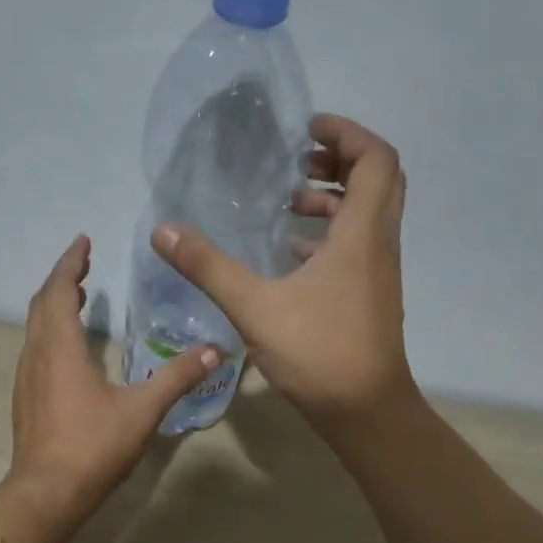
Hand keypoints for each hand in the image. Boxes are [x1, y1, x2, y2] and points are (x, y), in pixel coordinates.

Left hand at [8, 235, 218, 519]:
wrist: (46, 493)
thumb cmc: (92, 446)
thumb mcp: (142, 410)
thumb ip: (177, 378)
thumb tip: (214, 351)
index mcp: (60, 348)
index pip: (59, 291)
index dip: (70, 263)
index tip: (83, 241)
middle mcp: (37, 355)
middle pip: (43, 304)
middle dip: (63, 279)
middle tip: (84, 264)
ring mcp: (26, 379)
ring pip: (36, 328)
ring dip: (55, 306)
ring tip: (79, 297)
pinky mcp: (26, 399)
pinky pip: (35, 349)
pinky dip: (51, 332)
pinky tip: (70, 349)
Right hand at [151, 113, 413, 428]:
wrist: (364, 410)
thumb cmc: (318, 352)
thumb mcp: (255, 307)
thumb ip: (208, 267)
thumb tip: (163, 230)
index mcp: (361, 233)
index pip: (376, 158)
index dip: (346, 133)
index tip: (306, 132)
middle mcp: (378, 244)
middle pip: (377, 180)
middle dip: (340, 161)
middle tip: (298, 161)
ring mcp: (378, 272)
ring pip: (368, 216)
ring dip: (334, 201)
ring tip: (288, 204)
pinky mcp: (370, 296)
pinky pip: (357, 247)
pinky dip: (330, 237)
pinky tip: (289, 255)